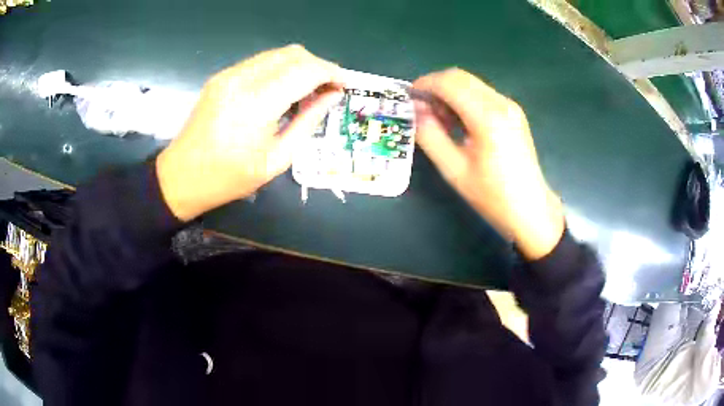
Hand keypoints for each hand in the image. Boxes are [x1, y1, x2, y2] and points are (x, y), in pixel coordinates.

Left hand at [157, 45, 343, 220]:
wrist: (181, 176)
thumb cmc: (229, 177)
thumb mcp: (276, 159)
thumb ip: (307, 121)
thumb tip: (332, 97)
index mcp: (258, 103)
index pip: (306, 70)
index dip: (331, 73)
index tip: (344, 86)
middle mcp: (243, 79)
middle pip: (294, 54)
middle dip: (318, 67)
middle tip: (327, 90)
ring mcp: (230, 74)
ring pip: (278, 54)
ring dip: (300, 66)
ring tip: (307, 91)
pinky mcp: (222, 76)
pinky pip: (261, 62)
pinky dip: (280, 69)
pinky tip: (282, 90)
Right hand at [413, 68, 563, 259]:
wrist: (531, 209)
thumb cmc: (492, 196)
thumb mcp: (454, 170)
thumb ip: (430, 136)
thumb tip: (415, 110)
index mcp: (487, 117)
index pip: (449, 83)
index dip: (425, 84)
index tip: (409, 98)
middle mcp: (501, 103)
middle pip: (460, 77)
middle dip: (435, 87)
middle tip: (422, 110)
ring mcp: (510, 106)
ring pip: (471, 83)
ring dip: (449, 93)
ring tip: (439, 120)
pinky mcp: (513, 112)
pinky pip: (482, 94)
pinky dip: (464, 99)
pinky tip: (459, 123)